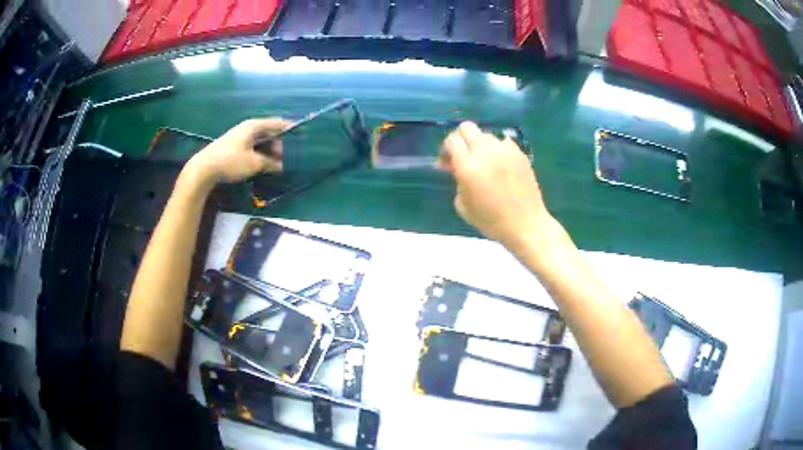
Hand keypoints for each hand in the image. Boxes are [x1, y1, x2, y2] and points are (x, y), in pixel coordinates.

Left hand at [183, 118, 290, 187]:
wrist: (204, 169)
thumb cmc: (231, 161)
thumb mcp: (254, 163)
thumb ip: (270, 163)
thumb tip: (281, 166)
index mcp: (254, 126)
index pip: (277, 123)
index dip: (289, 128)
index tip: (301, 135)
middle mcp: (247, 128)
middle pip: (268, 132)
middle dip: (278, 145)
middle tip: (283, 159)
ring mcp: (239, 136)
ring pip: (259, 141)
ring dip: (268, 151)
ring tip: (273, 165)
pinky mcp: (233, 146)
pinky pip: (251, 147)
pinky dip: (258, 154)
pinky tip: (260, 165)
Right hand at [439, 121, 553, 247]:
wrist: (526, 224)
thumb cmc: (491, 221)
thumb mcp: (463, 206)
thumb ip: (457, 181)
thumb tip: (457, 168)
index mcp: (469, 166)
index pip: (451, 140)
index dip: (445, 149)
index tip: (446, 164)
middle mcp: (486, 152)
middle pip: (467, 127)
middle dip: (460, 139)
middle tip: (461, 156)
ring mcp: (506, 150)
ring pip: (486, 135)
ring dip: (479, 145)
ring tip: (483, 163)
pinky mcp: (520, 153)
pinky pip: (503, 142)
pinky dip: (497, 150)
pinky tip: (500, 165)